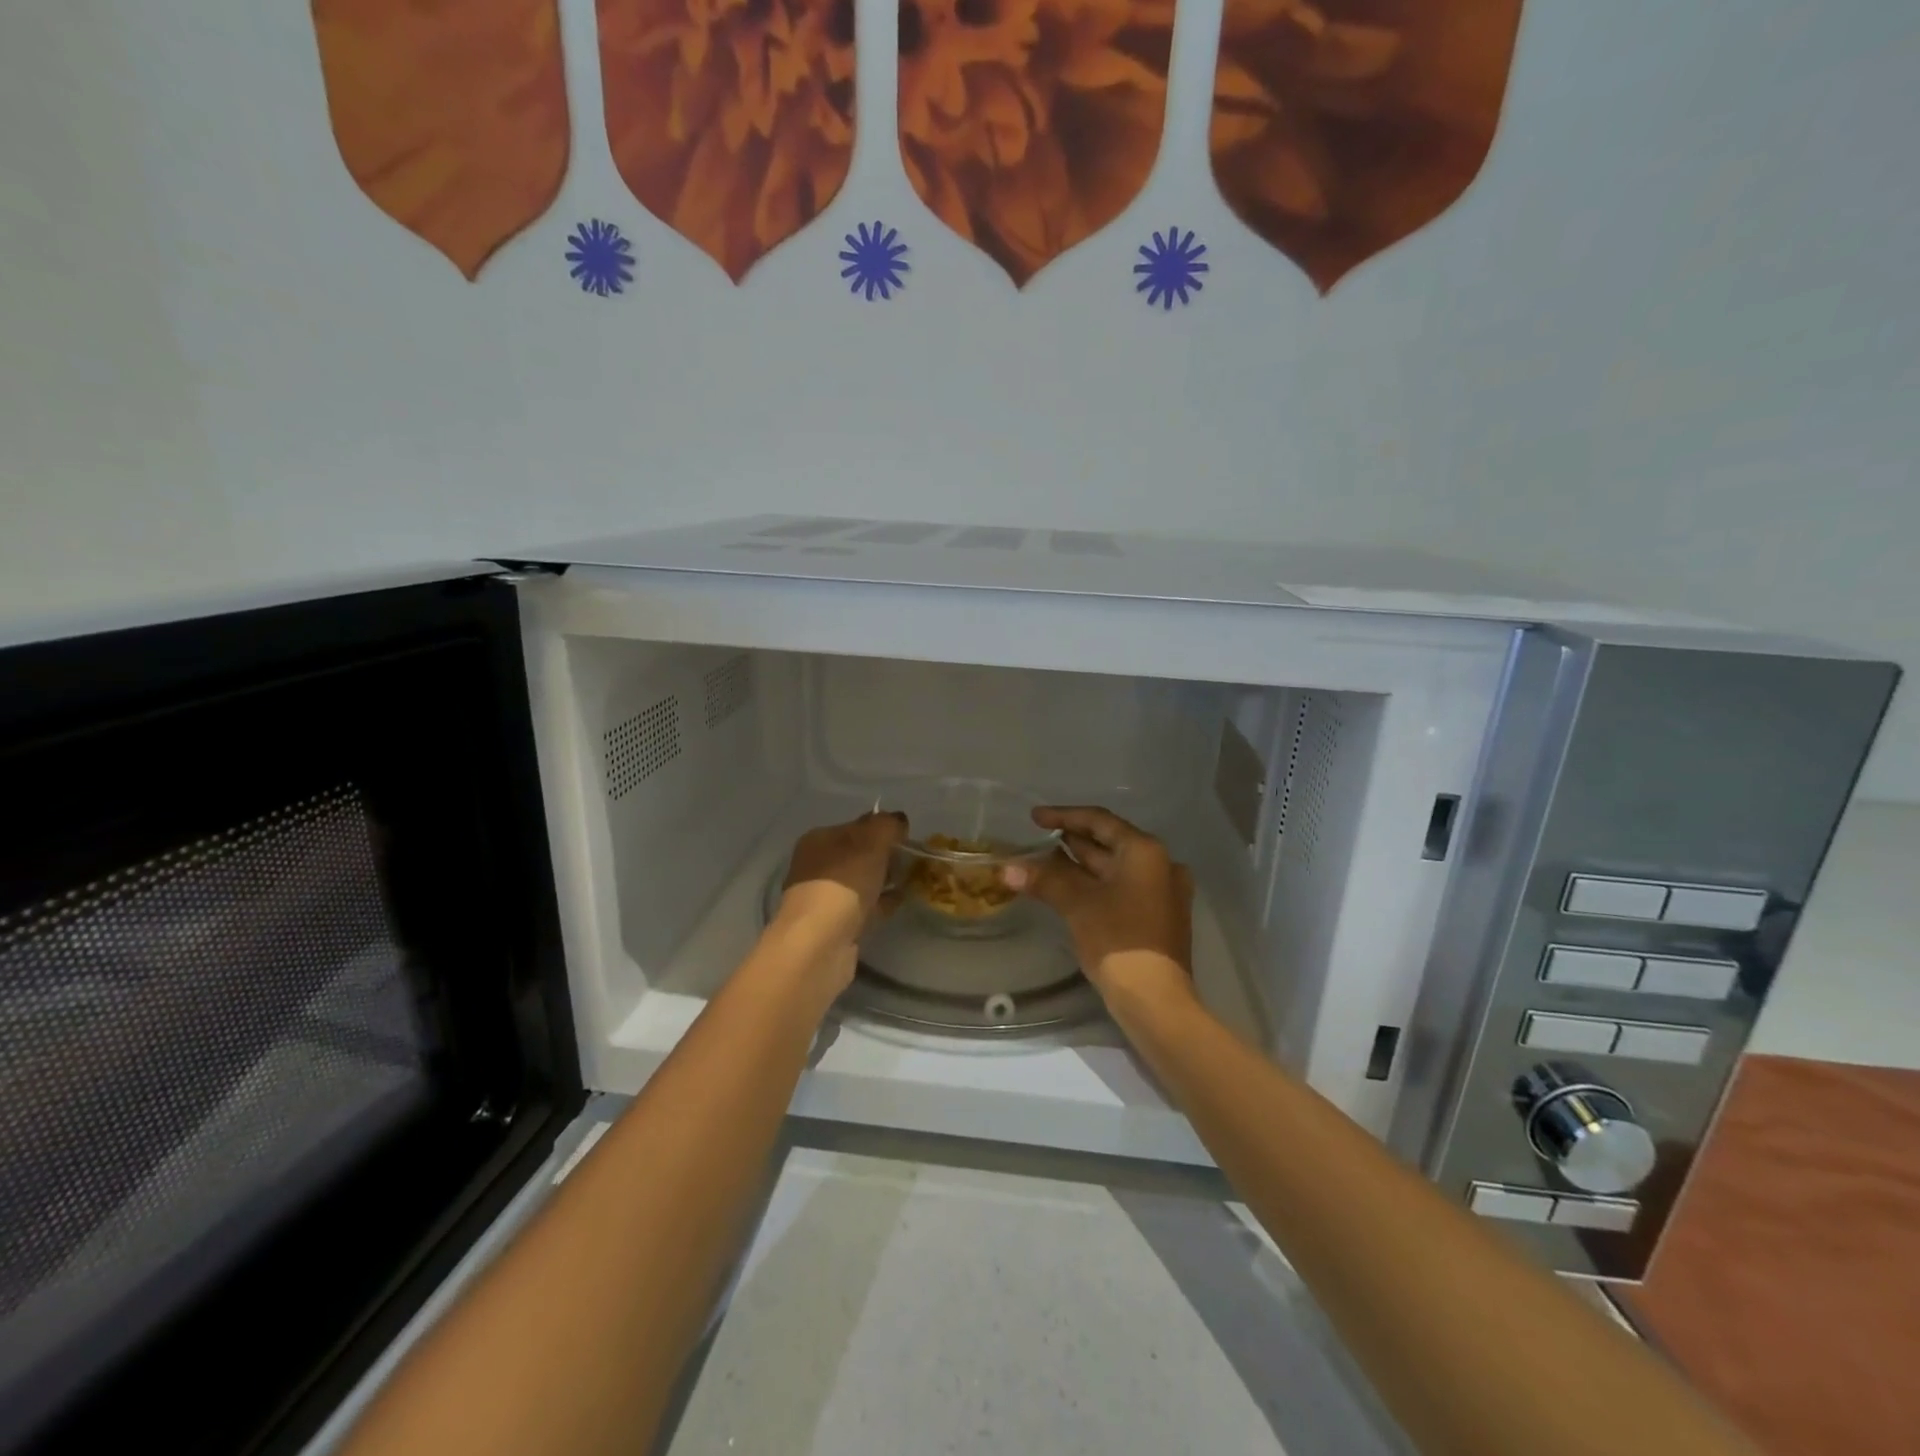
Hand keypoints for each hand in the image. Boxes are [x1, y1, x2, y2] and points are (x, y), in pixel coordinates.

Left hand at [777, 811, 908, 953]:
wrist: (820, 943)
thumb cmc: (843, 883)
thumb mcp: (871, 842)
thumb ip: (887, 825)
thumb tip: (898, 820)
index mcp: (819, 840)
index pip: (855, 826)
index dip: (881, 828)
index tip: (906, 835)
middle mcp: (816, 866)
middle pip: (858, 854)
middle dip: (885, 855)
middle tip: (913, 858)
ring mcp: (824, 898)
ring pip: (862, 881)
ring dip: (885, 879)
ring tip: (913, 878)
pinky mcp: (835, 926)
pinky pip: (865, 906)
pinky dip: (882, 902)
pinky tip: (901, 900)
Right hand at [1001, 807, 1195, 1009]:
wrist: (1155, 999)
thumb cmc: (1118, 940)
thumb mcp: (1077, 904)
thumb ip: (1044, 879)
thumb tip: (1007, 868)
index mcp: (1145, 851)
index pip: (1099, 821)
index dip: (1064, 816)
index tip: (1034, 818)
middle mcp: (1160, 864)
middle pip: (1110, 843)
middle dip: (1072, 841)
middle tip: (1038, 839)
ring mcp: (1163, 892)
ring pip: (1115, 868)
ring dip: (1082, 865)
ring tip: (1046, 862)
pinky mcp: (1159, 916)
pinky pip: (1122, 888)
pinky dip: (1096, 884)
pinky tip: (1070, 890)